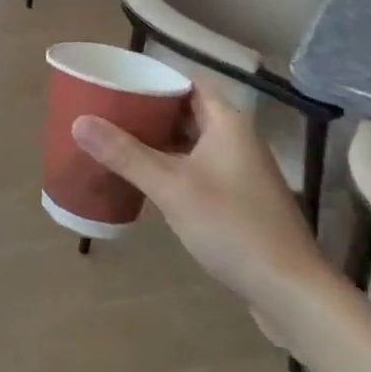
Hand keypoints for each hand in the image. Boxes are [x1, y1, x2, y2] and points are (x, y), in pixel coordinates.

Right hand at [72, 84, 329, 305]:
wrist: (292, 293)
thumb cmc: (232, 227)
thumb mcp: (171, 187)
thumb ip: (125, 153)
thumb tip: (78, 121)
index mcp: (227, 122)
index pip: (188, 82)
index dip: (155, 78)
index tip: (118, 82)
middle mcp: (237, 139)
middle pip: (188, 110)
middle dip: (149, 110)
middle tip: (109, 111)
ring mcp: (241, 172)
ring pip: (192, 142)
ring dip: (159, 140)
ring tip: (117, 140)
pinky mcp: (240, 200)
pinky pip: (198, 169)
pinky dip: (172, 166)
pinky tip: (145, 180)